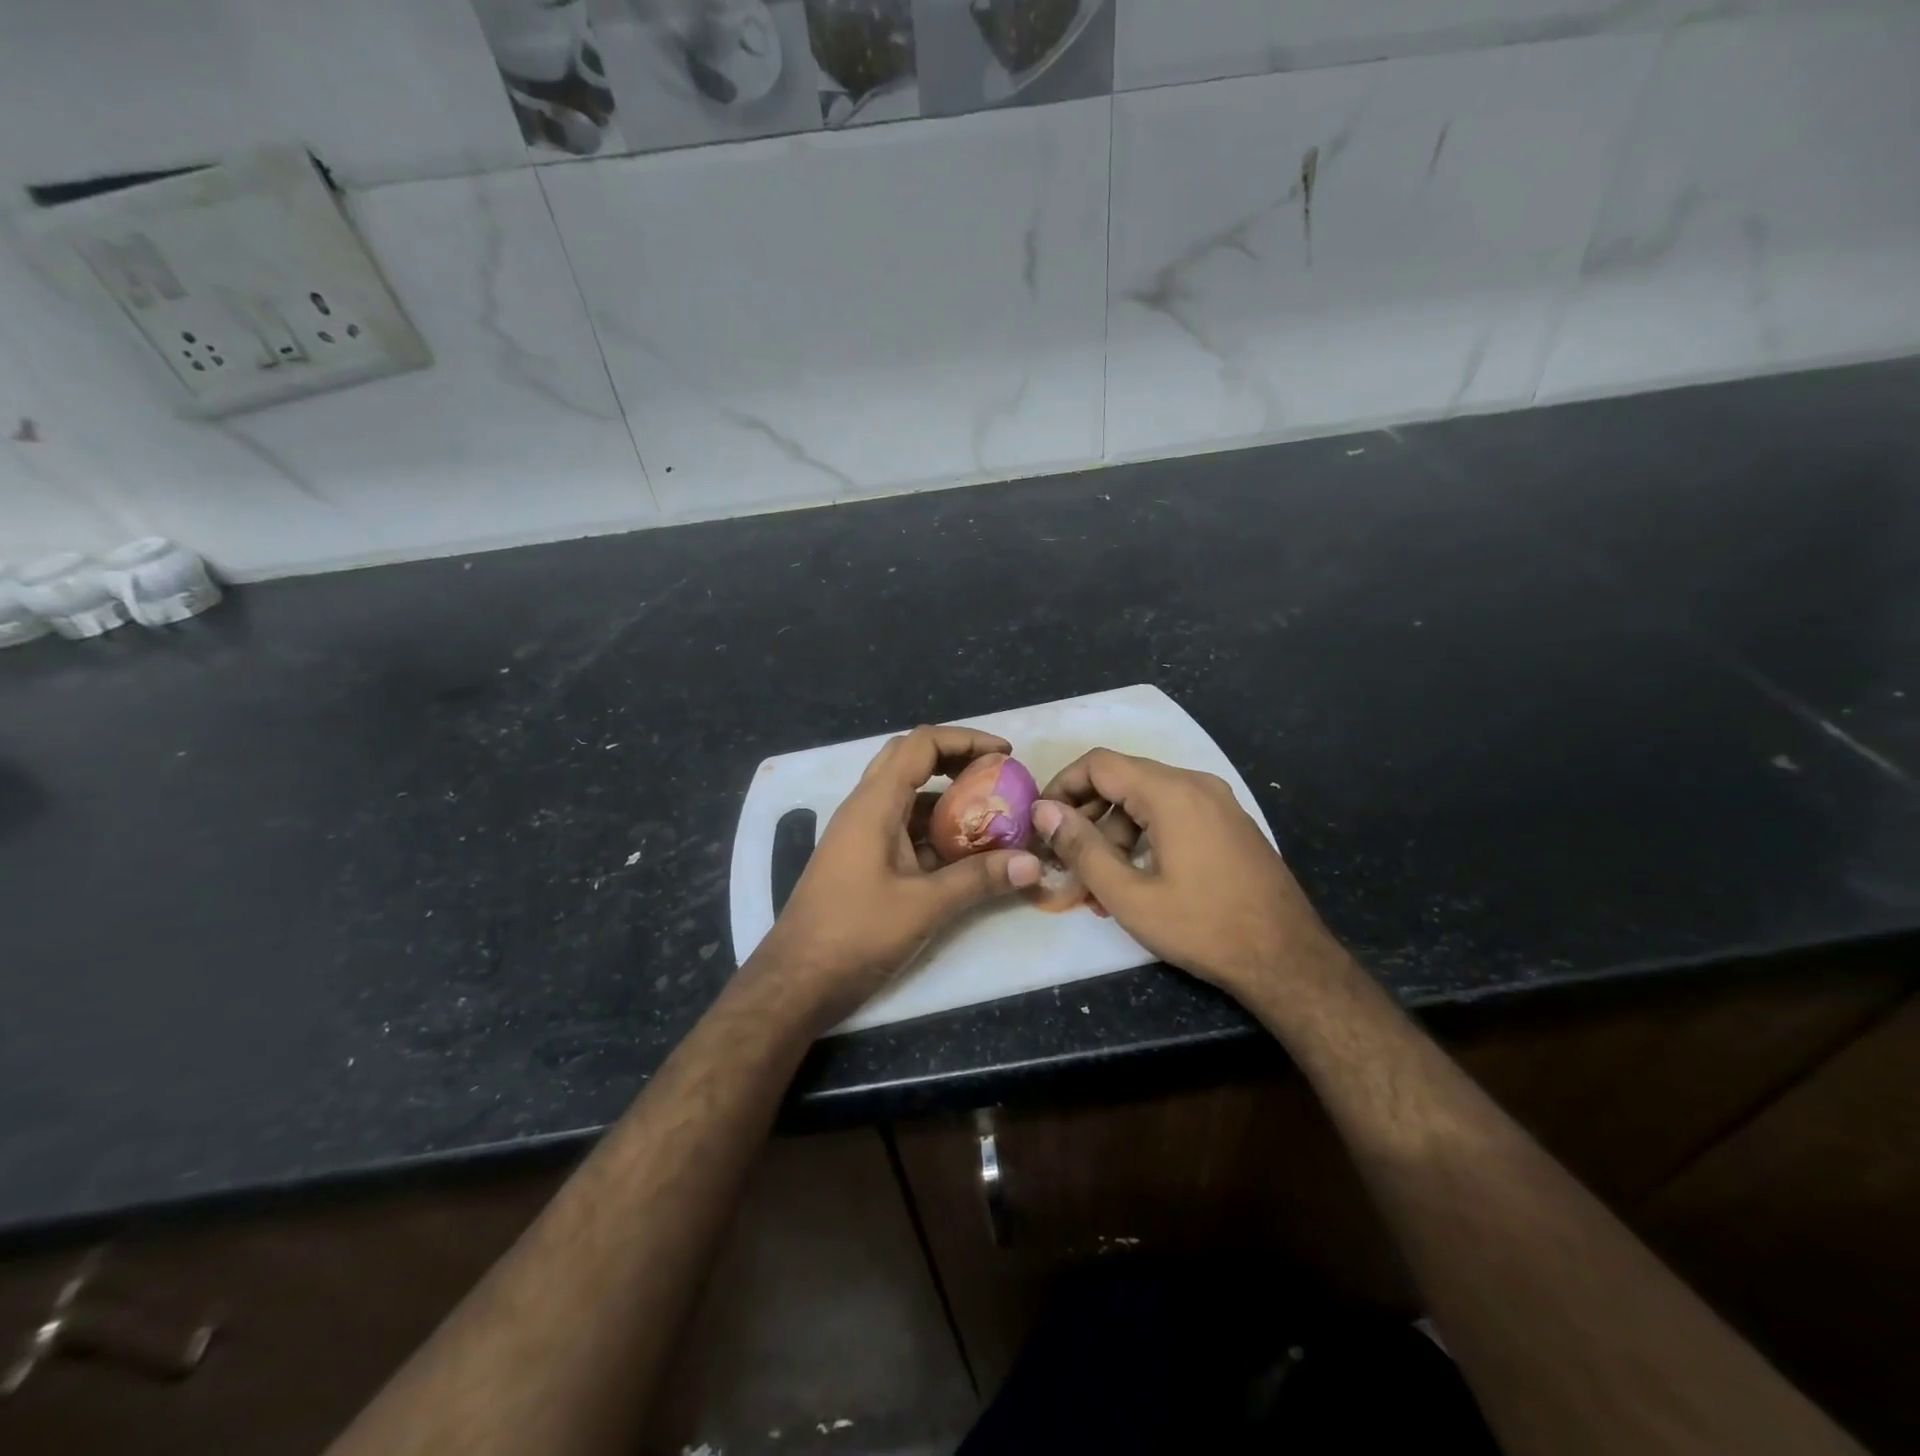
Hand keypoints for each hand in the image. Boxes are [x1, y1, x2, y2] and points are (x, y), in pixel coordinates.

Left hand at [763, 725, 1042, 1025]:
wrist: (796, 981)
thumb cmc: (855, 934)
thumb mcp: (925, 906)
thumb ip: (979, 879)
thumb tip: (1033, 862)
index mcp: (874, 804)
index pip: (921, 744)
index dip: (966, 740)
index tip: (1006, 755)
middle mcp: (864, 808)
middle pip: (910, 760)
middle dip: (956, 760)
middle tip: (996, 777)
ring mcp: (859, 834)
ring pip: (906, 796)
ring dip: (946, 798)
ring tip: (990, 815)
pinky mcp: (861, 860)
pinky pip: (901, 828)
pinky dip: (933, 829)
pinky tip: (963, 854)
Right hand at [1033, 749, 1340, 997]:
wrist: (1289, 960)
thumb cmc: (1203, 928)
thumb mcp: (1130, 896)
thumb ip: (1081, 848)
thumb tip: (1044, 811)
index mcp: (1171, 792)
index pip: (1099, 764)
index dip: (1062, 786)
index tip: (1042, 822)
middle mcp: (1197, 784)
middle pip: (1123, 779)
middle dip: (1088, 815)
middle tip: (1067, 859)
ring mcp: (1219, 802)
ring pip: (1148, 798)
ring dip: (1116, 831)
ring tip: (1102, 882)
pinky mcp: (1230, 823)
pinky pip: (1174, 813)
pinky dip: (1145, 834)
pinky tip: (1139, 878)